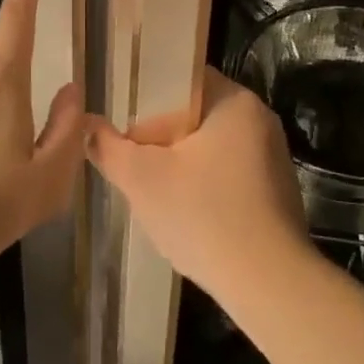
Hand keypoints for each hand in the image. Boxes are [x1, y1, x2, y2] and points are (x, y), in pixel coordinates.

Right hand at [87, 68, 309, 298]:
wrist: (268, 283)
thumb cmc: (204, 215)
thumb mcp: (142, 179)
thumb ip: (108, 148)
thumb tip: (86, 125)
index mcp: (234, 102)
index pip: (184, 81)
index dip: (149, 102)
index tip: (126, 131)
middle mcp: (260, 120)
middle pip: (196, 117)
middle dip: (162, 141)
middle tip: (135, 167)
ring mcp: (273, 157)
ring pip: (211, 149)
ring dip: (182, 167)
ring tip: (156, 194)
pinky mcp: (276, 191)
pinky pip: (230, 175)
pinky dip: (206, 188)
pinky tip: (189, 217)